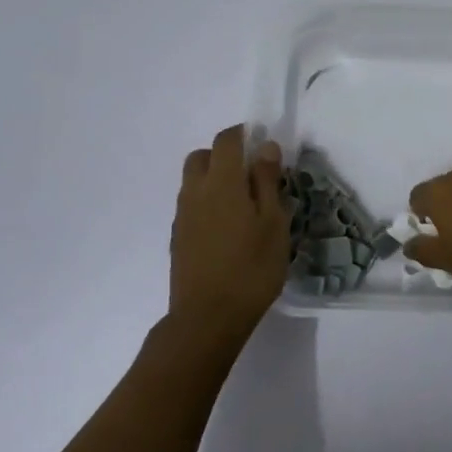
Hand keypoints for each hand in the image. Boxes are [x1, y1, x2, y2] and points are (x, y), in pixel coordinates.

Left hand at [168, 125, 289, 340]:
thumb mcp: (273, 223)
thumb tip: (265, 147)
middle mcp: (195, 191)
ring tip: (242, 204)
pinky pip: (191, 205)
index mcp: (221, 182)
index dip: (243, 134)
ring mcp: (182, 216)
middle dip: (223, 155)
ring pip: (193, 181)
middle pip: (202, 156)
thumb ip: (267, 181)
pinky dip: (207, 203)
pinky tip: (227, 228)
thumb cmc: (251, 268)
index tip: (262, 144)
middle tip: (251, 174)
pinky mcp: (177, 238)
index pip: (226, 140)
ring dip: (213, 179)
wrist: (207, 317)